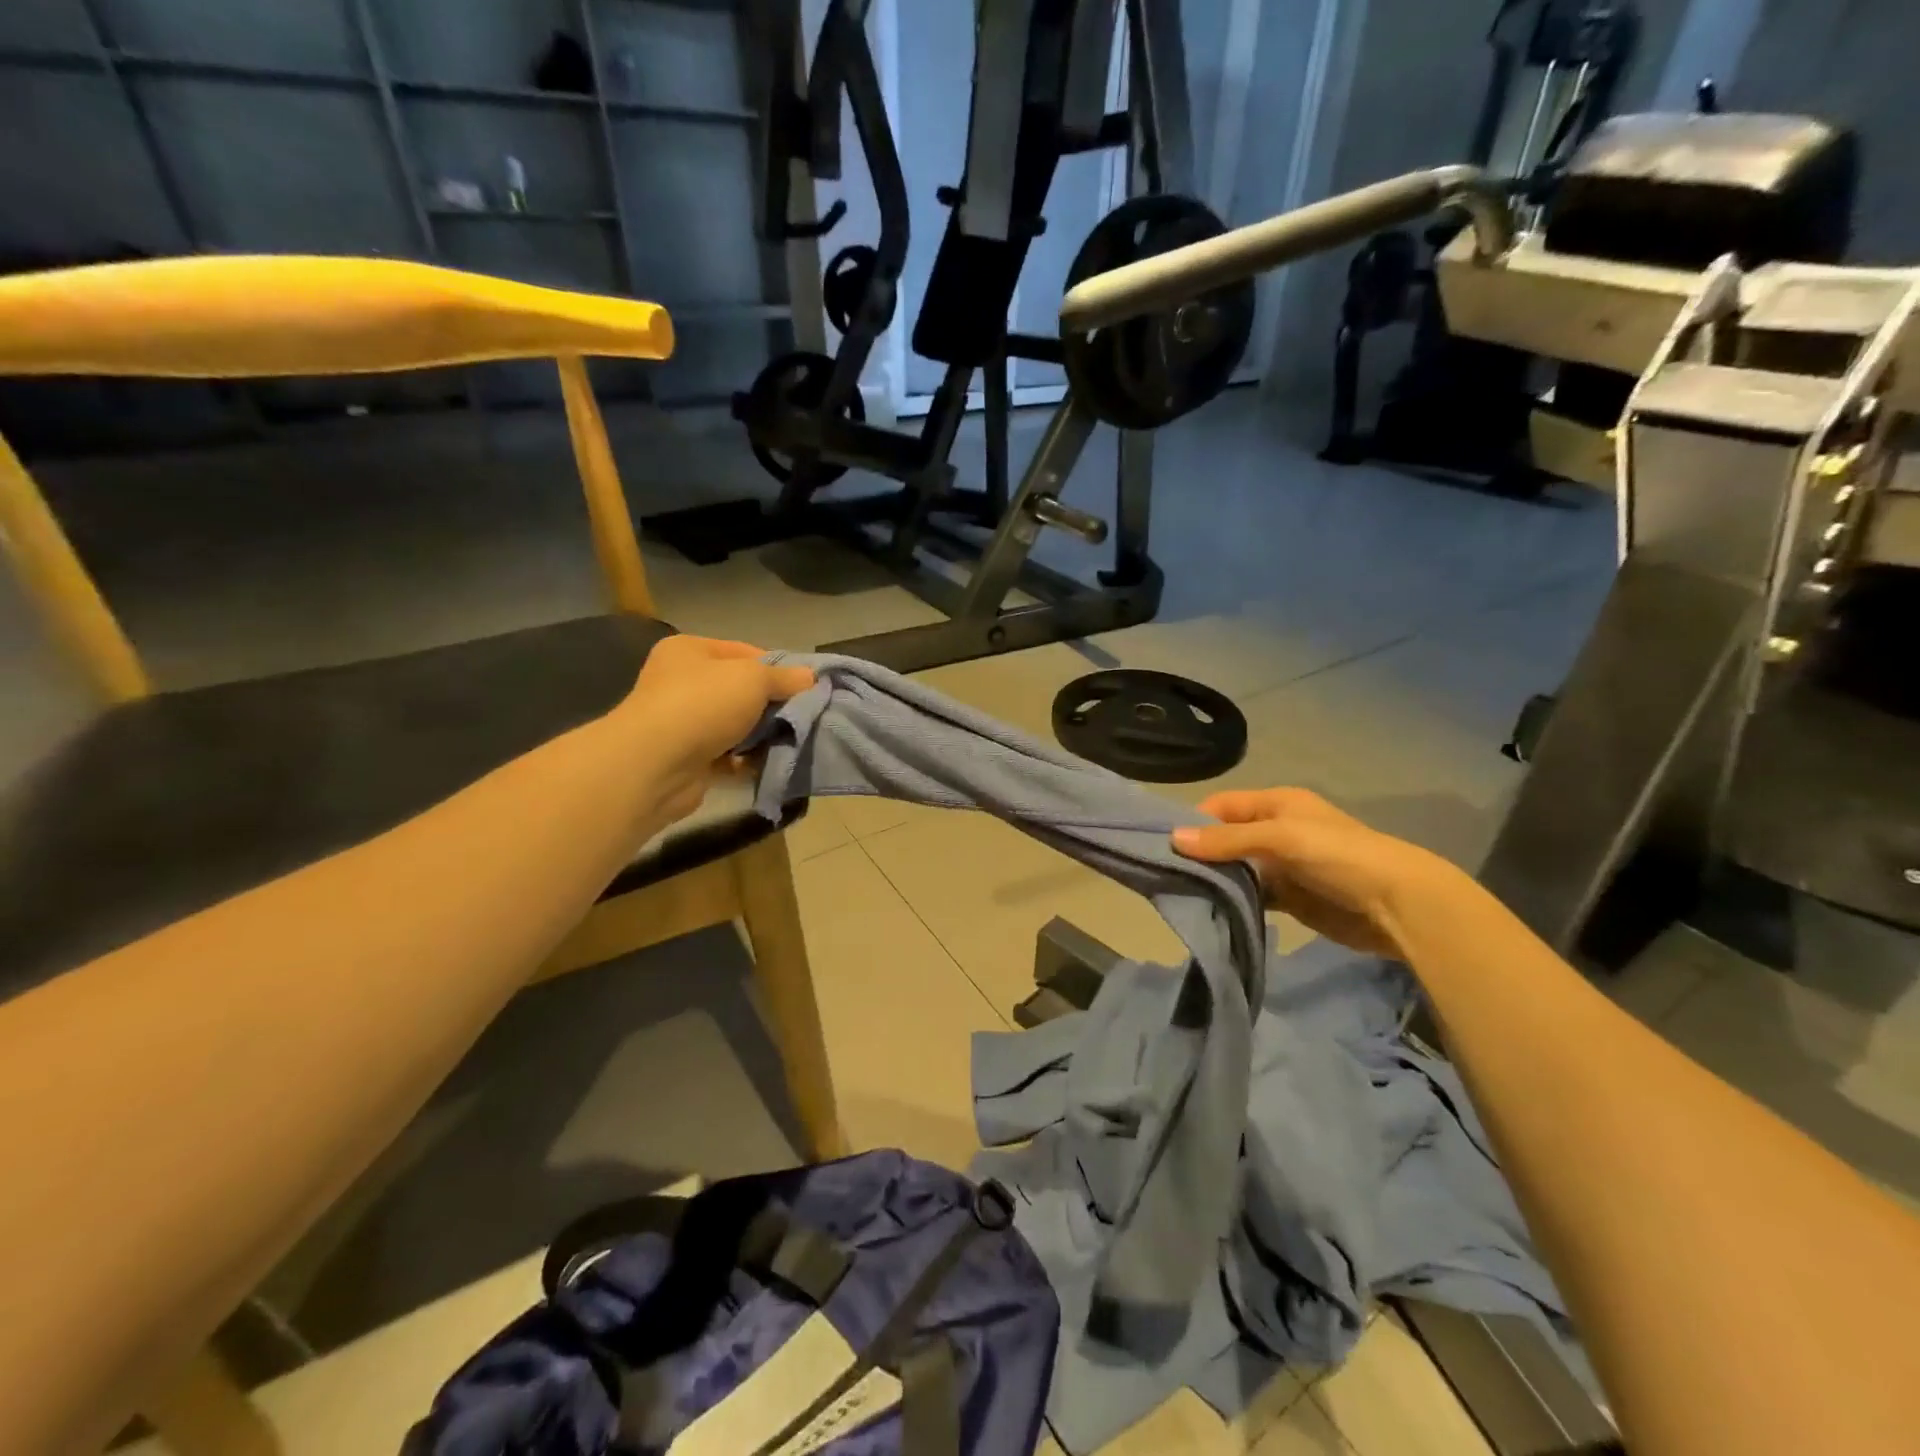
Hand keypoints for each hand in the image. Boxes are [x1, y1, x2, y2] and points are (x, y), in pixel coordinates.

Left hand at [620, 636, 815, 823]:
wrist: (655, 766)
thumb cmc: (702, 705)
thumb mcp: (752, 679)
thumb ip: (784, 678)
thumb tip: (810, 677)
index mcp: (690, 651)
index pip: (745, 652)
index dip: (778, 668)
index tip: (806, 687)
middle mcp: (682, 683)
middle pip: (741, 691)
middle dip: (773, 705)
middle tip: (804, 716)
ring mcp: (683, 723)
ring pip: (737, 726)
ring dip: (762, 736)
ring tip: (792, 742)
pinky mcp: (688, 760)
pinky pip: (728, 757)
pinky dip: (747, 761)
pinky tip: (769, 764)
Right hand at [1173, 787, 1455, 956]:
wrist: (1398, 905)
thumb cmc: (1338, 855)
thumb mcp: (1280, 838)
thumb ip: (1228, 840)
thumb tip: (1172, 839)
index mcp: (1276, 804)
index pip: (1221, 805)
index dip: (1194, 820)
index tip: (1163, 844)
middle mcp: (1275, 830)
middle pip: (1225, 838)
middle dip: (1200, 853)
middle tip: (1164, 873)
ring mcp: (1282, 866)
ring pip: (1236, 869)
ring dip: (1215, 879)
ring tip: (1180, 893)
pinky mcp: (1289, 898)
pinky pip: (1251, 895)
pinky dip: (1233, 901)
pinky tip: (1211, 910)